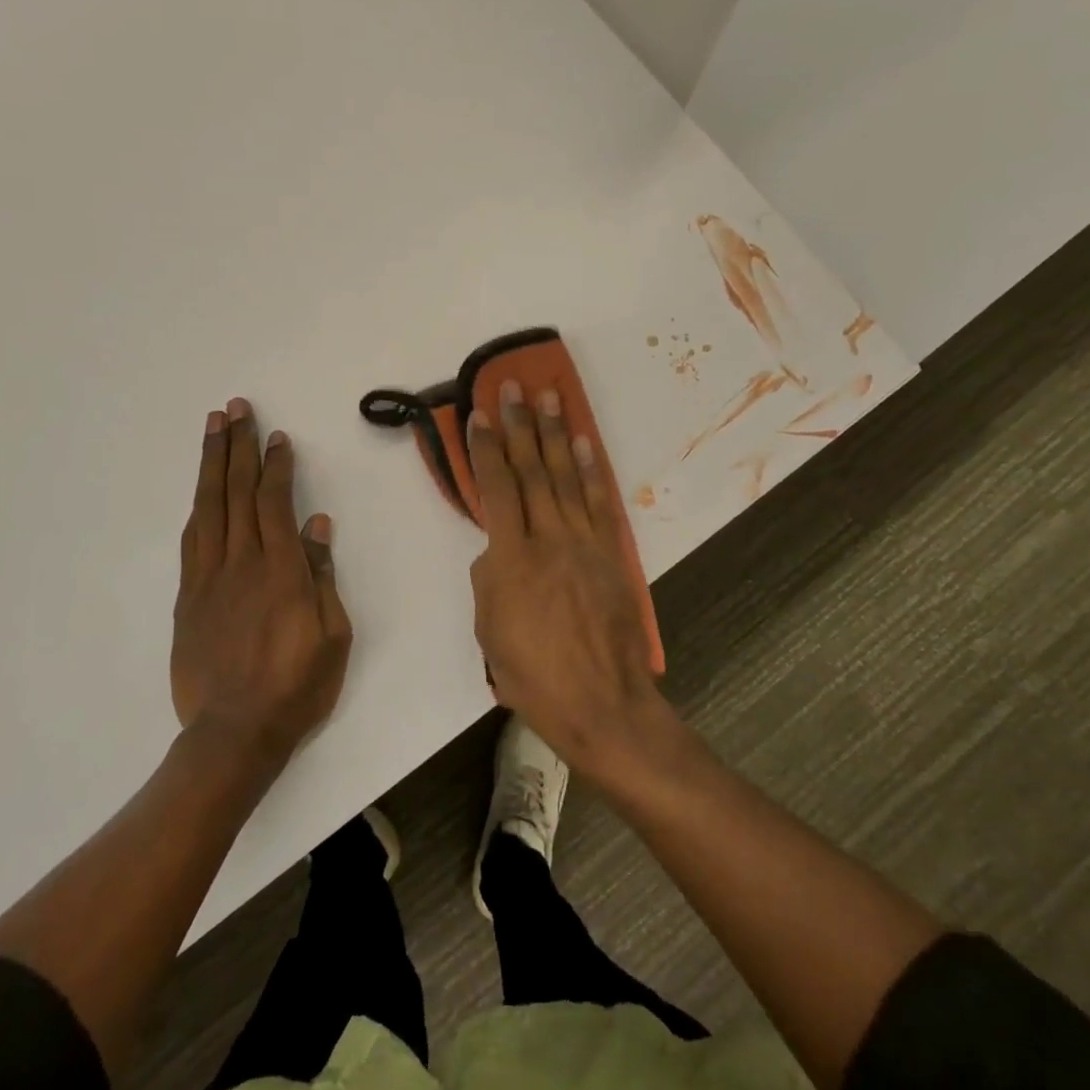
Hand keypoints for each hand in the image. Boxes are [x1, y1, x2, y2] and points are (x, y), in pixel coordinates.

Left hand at [172, 398, 352, 762]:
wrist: (234, 734)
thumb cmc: (297, 686)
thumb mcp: (332, 634)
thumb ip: (321, 575)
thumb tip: (317, 525)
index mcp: (280, 571)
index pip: (275, 502)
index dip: (275, 466)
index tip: (277, 438)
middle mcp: (241, 563)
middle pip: (237, 492)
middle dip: (238, 447)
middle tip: (235, 409)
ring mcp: (209, 579)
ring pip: (208, 508)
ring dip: (211, 465)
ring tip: (213, 430)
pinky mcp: (189, 598)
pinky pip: (192, 540)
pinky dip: (198, 507)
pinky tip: (202, 491)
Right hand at [467, 380, 673, 777]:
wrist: (602, 702)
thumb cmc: (534, 676)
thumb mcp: (490, 633)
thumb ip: (488, 583)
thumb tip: (496, 553)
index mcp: (511, 559)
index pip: (496, 489)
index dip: (486, 449)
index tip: (479, 415)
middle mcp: (548, 539)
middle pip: (531, 471)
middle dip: (519, 426)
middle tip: (512, 387)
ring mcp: (584, 543)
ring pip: (565, 477)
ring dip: (555, 434)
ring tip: (549, 397)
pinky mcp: (610, 553)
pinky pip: (597, 502)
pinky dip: (589, 469)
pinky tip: (582, 444)